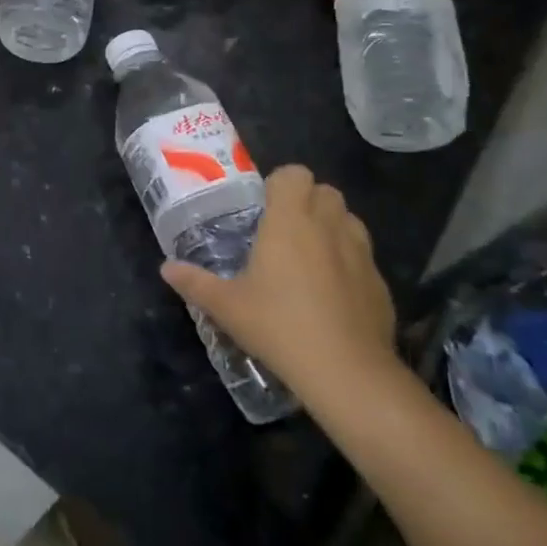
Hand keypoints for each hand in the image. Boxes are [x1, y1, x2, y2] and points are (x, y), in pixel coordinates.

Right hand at [161, 164, 395, 411]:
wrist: (346, 371)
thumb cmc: (278, 325)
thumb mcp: (226, 306)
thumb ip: (195, 282)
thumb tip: (166, 269)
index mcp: (290, 220)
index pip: (294, 174)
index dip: (280, 183)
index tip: (265, 206)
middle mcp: (328, 226)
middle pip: (326, 191)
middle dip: (308, 201)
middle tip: (285, 230)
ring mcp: (361, 253)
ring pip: (349, 220)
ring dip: (332, 227)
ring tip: (311, 257)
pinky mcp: (380, 283)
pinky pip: (364, 257)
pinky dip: (350, 263)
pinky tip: (334, 294)